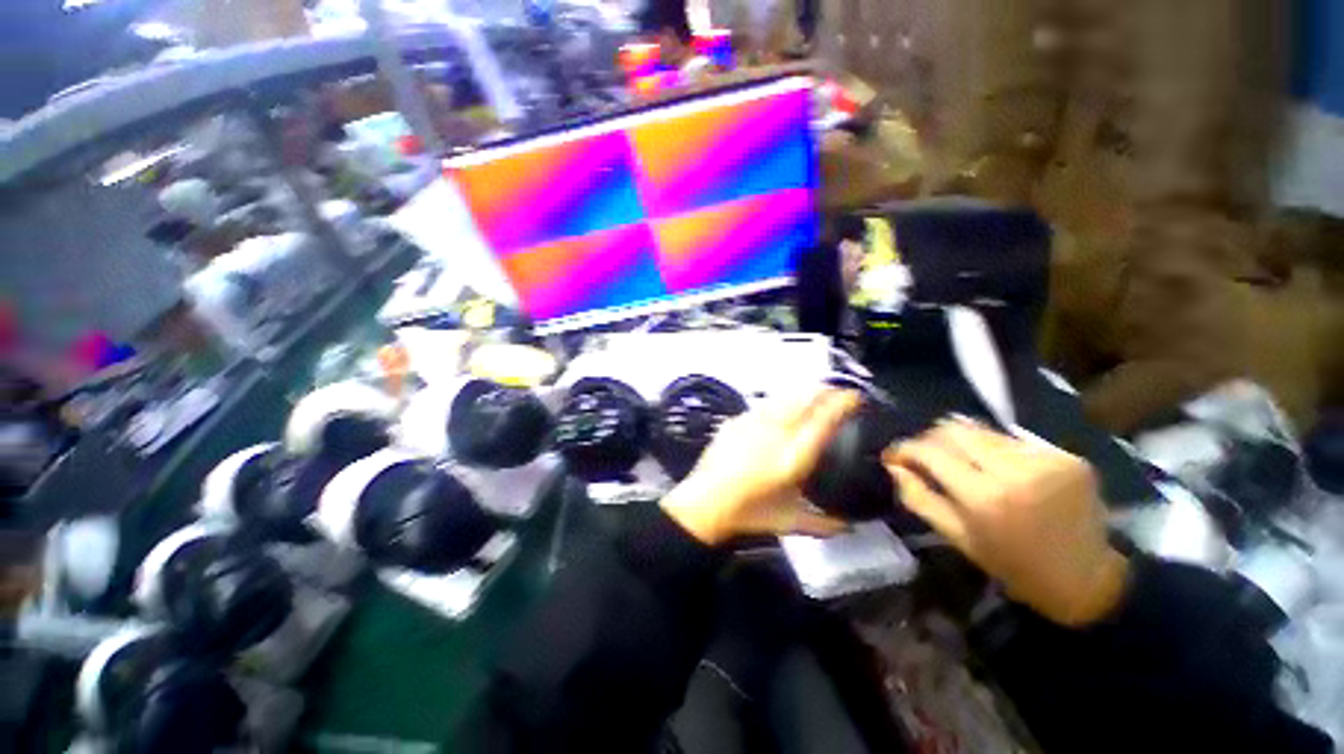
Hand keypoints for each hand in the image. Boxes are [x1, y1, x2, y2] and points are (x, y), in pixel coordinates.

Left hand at [660, 388, 860, 546]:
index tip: (854, 397)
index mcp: (794, 456)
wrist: (704, 503)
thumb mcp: (789, 522)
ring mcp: (753, 423)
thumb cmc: (749, 514)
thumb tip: (848, 527)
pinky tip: (778, 408)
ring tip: (812, 395)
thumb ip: (823, 524)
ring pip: (784, 397)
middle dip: (824, 391)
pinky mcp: (736, 421)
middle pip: (805, 399)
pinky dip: (777, 403)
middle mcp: (776, 432)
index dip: (842, 403)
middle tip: (836, 392)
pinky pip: (762, 405)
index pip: (824, 420)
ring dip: (802, 393)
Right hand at [883, 418, 1128, 626]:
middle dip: (931, 438)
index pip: (930, 451)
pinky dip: (996, 449)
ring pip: (984, 430)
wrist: (1086, 578)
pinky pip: (1013, 439)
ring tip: (962, 460)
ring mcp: (1045, 459)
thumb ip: (918, 497)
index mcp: (983, 497)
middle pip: (955, 430)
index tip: (895, 454)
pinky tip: (999, 467)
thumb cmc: (1012, 564)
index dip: (905, 448)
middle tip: (926, 453)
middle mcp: (1014, 470)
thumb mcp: (956, 537)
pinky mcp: (1067, 456)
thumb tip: (893, 465)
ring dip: (963, 442)